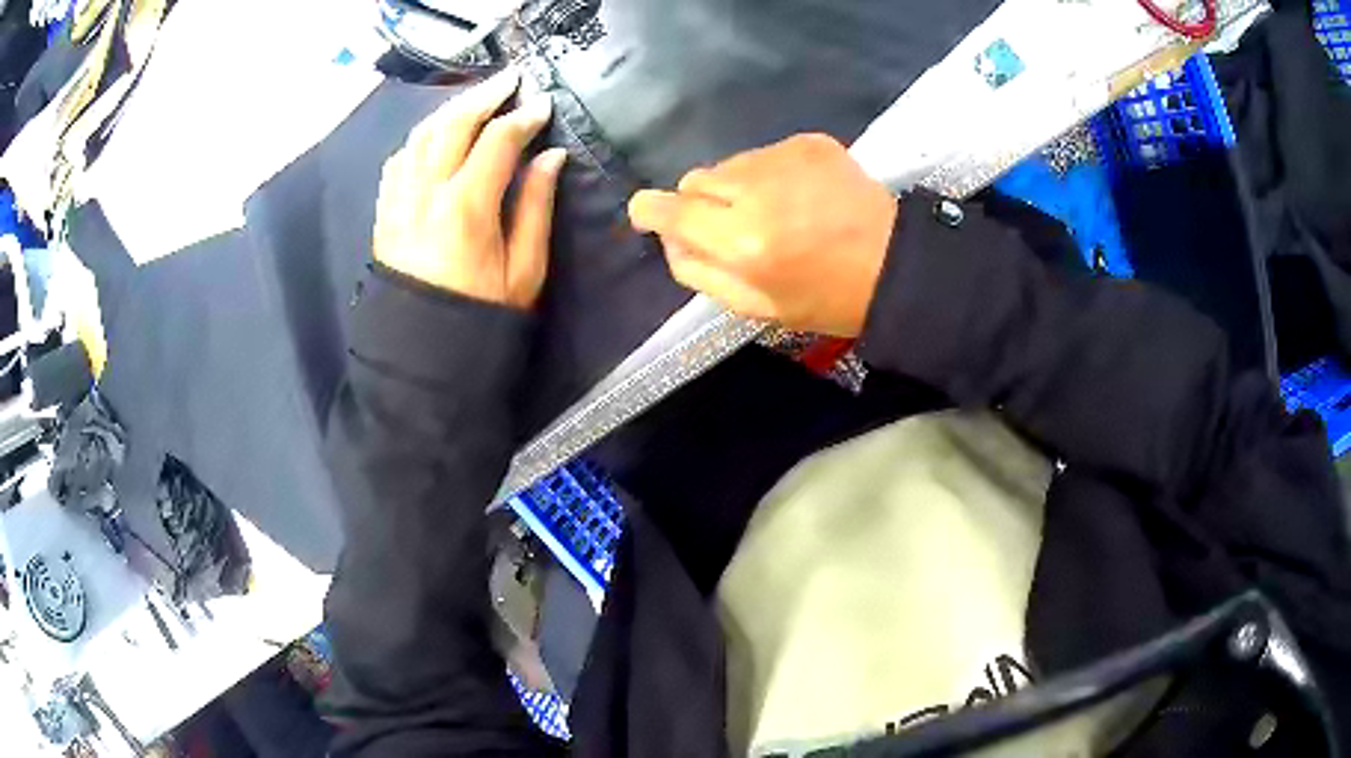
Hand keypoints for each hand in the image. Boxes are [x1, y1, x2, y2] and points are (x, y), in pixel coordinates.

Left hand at [374, 69, 566, 309]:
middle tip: (511, 79)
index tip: (543, 106)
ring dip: (451, 110)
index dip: (523, 117)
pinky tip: (436, 134)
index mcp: (466, 207)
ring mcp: (399, 201)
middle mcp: (426, 193)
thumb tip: (550, 157)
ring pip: (421, 135)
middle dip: (485, 96)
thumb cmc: (480, 316)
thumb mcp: (524, 269)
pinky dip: (422, 138)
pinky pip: (399, 160)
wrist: (423, 354)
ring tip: (476, 100)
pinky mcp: (385, 212)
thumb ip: (535, 206)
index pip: (497, 141)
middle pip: (453, 124)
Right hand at [628, 133, 897, 337]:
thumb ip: (700, 273)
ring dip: (737, 186)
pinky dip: (770, 172)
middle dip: (701, 203)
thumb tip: (668, 239)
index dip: (651, 210)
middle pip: (695, 180)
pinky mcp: (809, 142)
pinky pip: (764, 152)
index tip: (648, 213)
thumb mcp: (757, 307)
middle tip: (732, 226)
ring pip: (730, 164)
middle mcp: (756, 190)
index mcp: (742, 242)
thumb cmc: (826, 299)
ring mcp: (785, 158)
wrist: (896, 263)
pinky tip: (800, 195)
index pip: (672, 210)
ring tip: (775, 211)